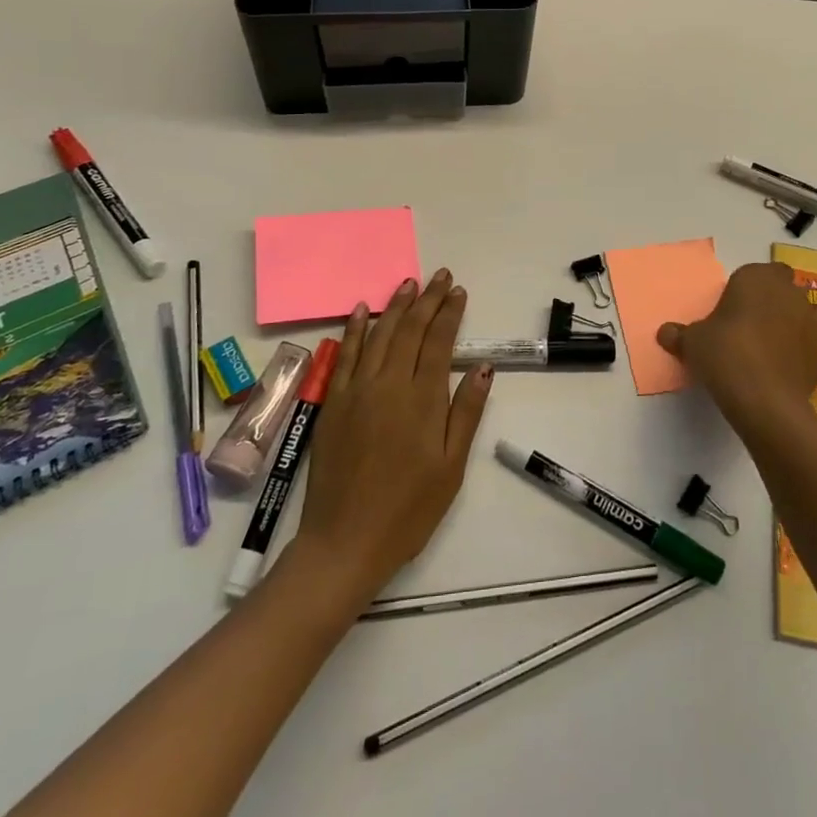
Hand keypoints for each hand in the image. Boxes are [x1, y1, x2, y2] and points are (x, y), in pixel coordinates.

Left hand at [292, 269, 492, 600]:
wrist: (345, 541)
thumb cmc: (408, 510)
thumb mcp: (451, 467)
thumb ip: (465, 413)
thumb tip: (483, 367)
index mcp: (422, 400)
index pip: (439, 342)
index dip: (450, 313)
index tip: (459, 291)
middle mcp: (388, 385)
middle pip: (410, 331)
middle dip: (427, 300)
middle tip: (440, 275)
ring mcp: (356, 391)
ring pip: (378, 335)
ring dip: (395, 306)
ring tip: (409, 283)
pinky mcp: (333, 403)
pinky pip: (343, 355)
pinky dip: (353, 330)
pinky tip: (360, 311)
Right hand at [658, 262, 816, 437]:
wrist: (759, 396)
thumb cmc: (722, 354)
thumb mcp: (692, 342)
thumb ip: (680, 335)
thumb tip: (664, 333)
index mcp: (757, 280)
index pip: (762, 270)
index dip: (753, 285)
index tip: (738, 305)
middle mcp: (790, 295)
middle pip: (793, 287)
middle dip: (784, 299)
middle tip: (762, 321)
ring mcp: (813, 324)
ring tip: (801, 335)